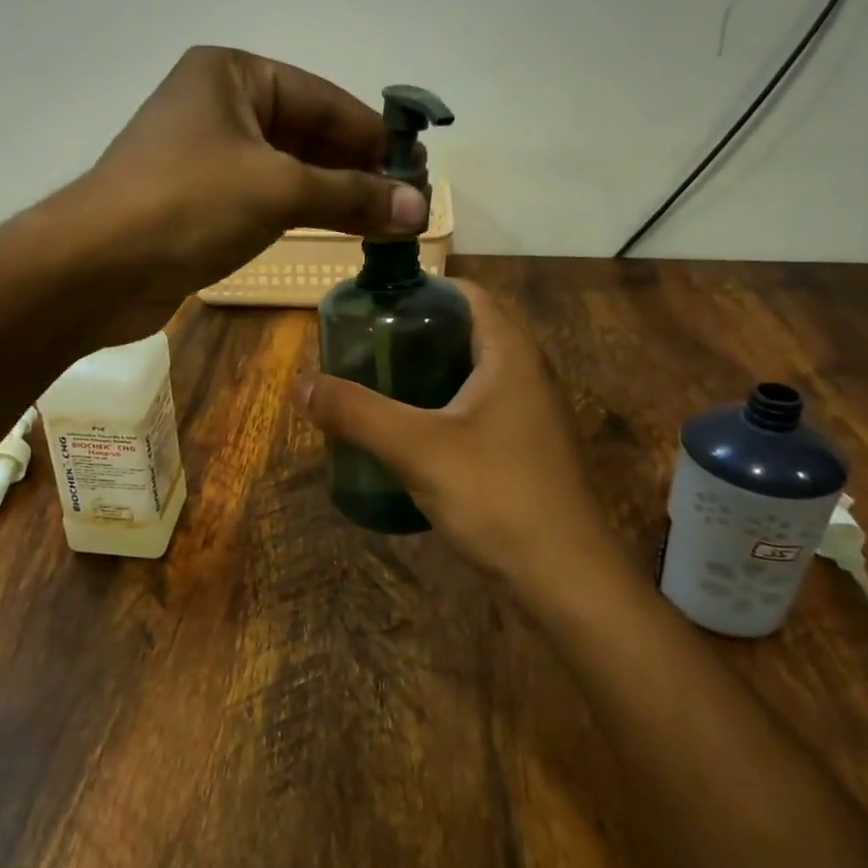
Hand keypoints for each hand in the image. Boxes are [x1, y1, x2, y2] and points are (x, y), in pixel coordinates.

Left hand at [75, 47, 427, 339]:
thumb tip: (419, 209)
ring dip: (331, 194)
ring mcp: (203, 156)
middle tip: (407, 201)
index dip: (374, 135)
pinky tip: (335, 230)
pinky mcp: (196, 202)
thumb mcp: (279, 190)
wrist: (96, 269)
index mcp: (232, 75)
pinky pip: (262, 198)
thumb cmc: (187, 204)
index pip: (323, 98)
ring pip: (285, 169)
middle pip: (305, 132)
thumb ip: (351, 196)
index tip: (418, 169)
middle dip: (355, 168)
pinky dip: (299, 212)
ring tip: (384, 221)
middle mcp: (216, 106)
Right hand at [294, 281, 620, 594]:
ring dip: (430, 370)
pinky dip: (444, 405)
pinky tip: (412, 432)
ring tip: (380, 382)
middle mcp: (527, 375)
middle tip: (367, 344)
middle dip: (418, 331)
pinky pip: (479, 408)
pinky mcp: (526, 450)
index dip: (423, 289)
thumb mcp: (416, 449)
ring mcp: (530, 415)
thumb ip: (357, 413)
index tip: (377, 303)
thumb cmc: (497, 496)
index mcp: (510, 355)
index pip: (468, 294)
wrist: (566, 578)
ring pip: (474, 373)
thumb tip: (301, 384)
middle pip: (469, 331)